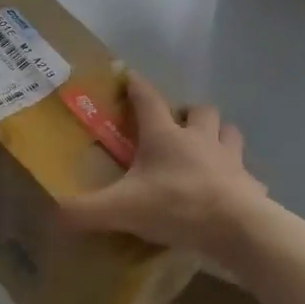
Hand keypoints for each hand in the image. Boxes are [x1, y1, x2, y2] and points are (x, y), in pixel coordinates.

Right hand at [59, 71, 268, 262]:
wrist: (236, 228)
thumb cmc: (175, 206)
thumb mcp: (120, 210)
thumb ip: (84, 211)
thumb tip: (54, 213)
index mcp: (165, 136)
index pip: (148, 99)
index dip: (137, 86)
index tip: (129, 76)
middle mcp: (200, 139)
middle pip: (200, 110)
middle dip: (189, 113)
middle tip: (176, 128)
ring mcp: (230, 160)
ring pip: (229, 133)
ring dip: (219, 136)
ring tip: (206, 151)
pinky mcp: (251, 185)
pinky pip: (248, 176)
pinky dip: (240, 180)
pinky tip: (232, 191)